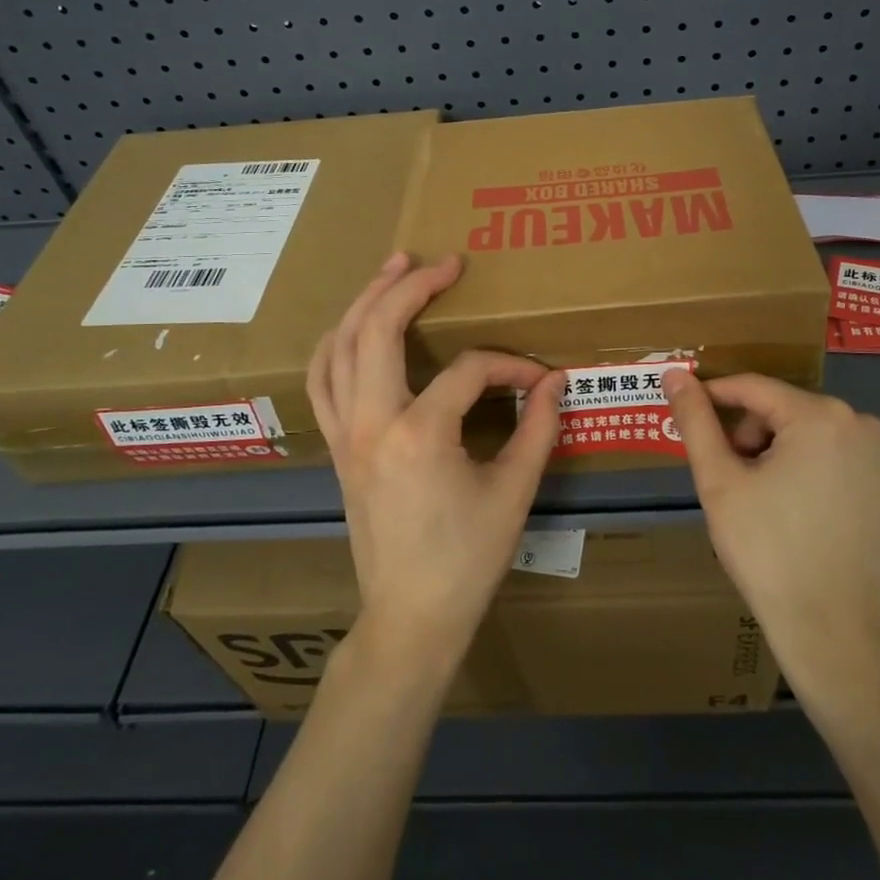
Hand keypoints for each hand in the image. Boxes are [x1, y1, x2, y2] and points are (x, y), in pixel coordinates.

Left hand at [308, 252, 564, 676]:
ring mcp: (345, 434)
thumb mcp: (513, 492)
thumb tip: (556, 382)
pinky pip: (322, 380)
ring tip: (392, 270)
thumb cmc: (467, 560)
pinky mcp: (336, 447)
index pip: (468, 371)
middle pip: (378, 330)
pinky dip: (337, 343)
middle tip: (442, 262)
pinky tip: (355, 328)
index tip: (539, 382)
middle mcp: (371, 422)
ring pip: (339, 347)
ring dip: (364, 302)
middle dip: (410, 287)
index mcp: (419, 433)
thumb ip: (539, 429)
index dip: (509, 367)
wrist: (410, 616)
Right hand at [664, 371, 879, 714]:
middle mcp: (859, 422)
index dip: (712, 398)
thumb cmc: (768, 550)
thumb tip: (674, 374)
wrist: (832, 628)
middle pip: (780, 409)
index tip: (685, 417)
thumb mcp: (720, 482)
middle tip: (731, 482)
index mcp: (819, 416)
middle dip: (747, 436)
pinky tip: (793, 509)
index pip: (752, 388)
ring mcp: (879, 452)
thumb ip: (695, 421)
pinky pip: (831, 452)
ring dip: (774, 451)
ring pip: (805, 430)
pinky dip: (804, 466)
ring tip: (760, 500)